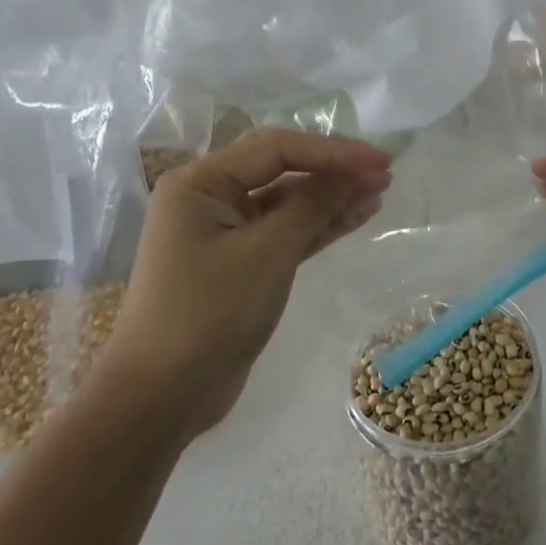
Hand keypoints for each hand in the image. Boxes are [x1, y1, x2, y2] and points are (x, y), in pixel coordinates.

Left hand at [103, 129, 391, 435]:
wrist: (162, 396)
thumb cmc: (209, 313)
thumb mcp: (267, 253)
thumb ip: (312, 205)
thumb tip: (353, 172)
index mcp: (201, 182)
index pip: (277, 149)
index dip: (333, 151)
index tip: (381, 161)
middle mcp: (209, 197)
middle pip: (281, 168)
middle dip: (333, 168)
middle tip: (383, 170)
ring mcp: (225, 231)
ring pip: (287, 202)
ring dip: (331, 197)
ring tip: (380, 190)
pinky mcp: (240, 262)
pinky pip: (285, 231)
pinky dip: (319, 224)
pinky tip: (356, 215)